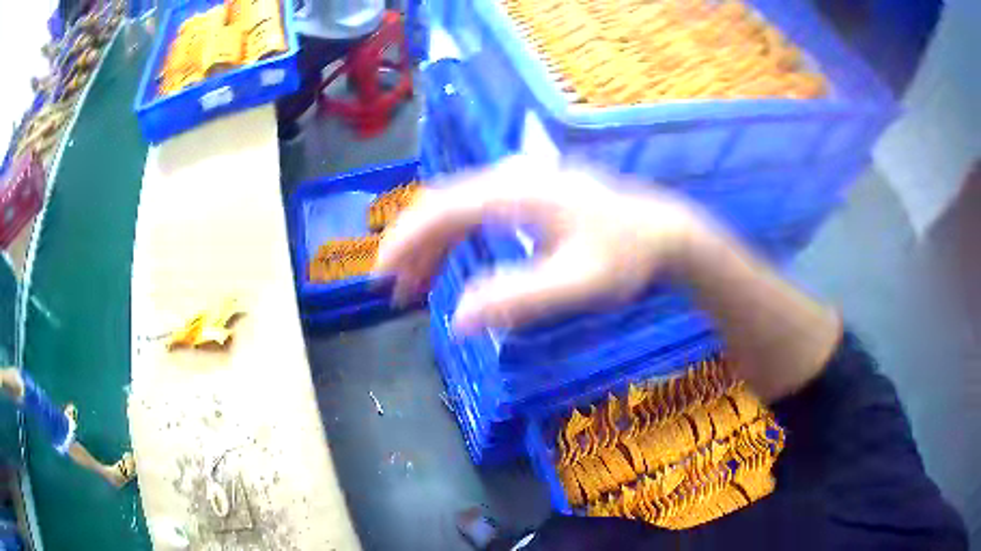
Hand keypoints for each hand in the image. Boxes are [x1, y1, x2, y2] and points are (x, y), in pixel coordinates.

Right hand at [376, 156, 709, 333]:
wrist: (663, 234)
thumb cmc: (625, 258)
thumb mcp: (577, 284)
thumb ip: (519, 299)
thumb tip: (458, 321)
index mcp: (515, 192)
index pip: (441, 211)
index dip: (404, 242)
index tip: (379, 277)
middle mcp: (511, 176)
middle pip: (442, 206)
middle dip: (411, 248)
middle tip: (393, 291)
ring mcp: (520, 180)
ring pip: (456, 208)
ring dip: (431, 246)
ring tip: (415, 286)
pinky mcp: (529, 192)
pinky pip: (476, 210)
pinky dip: (455, 237)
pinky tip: (451, 262)